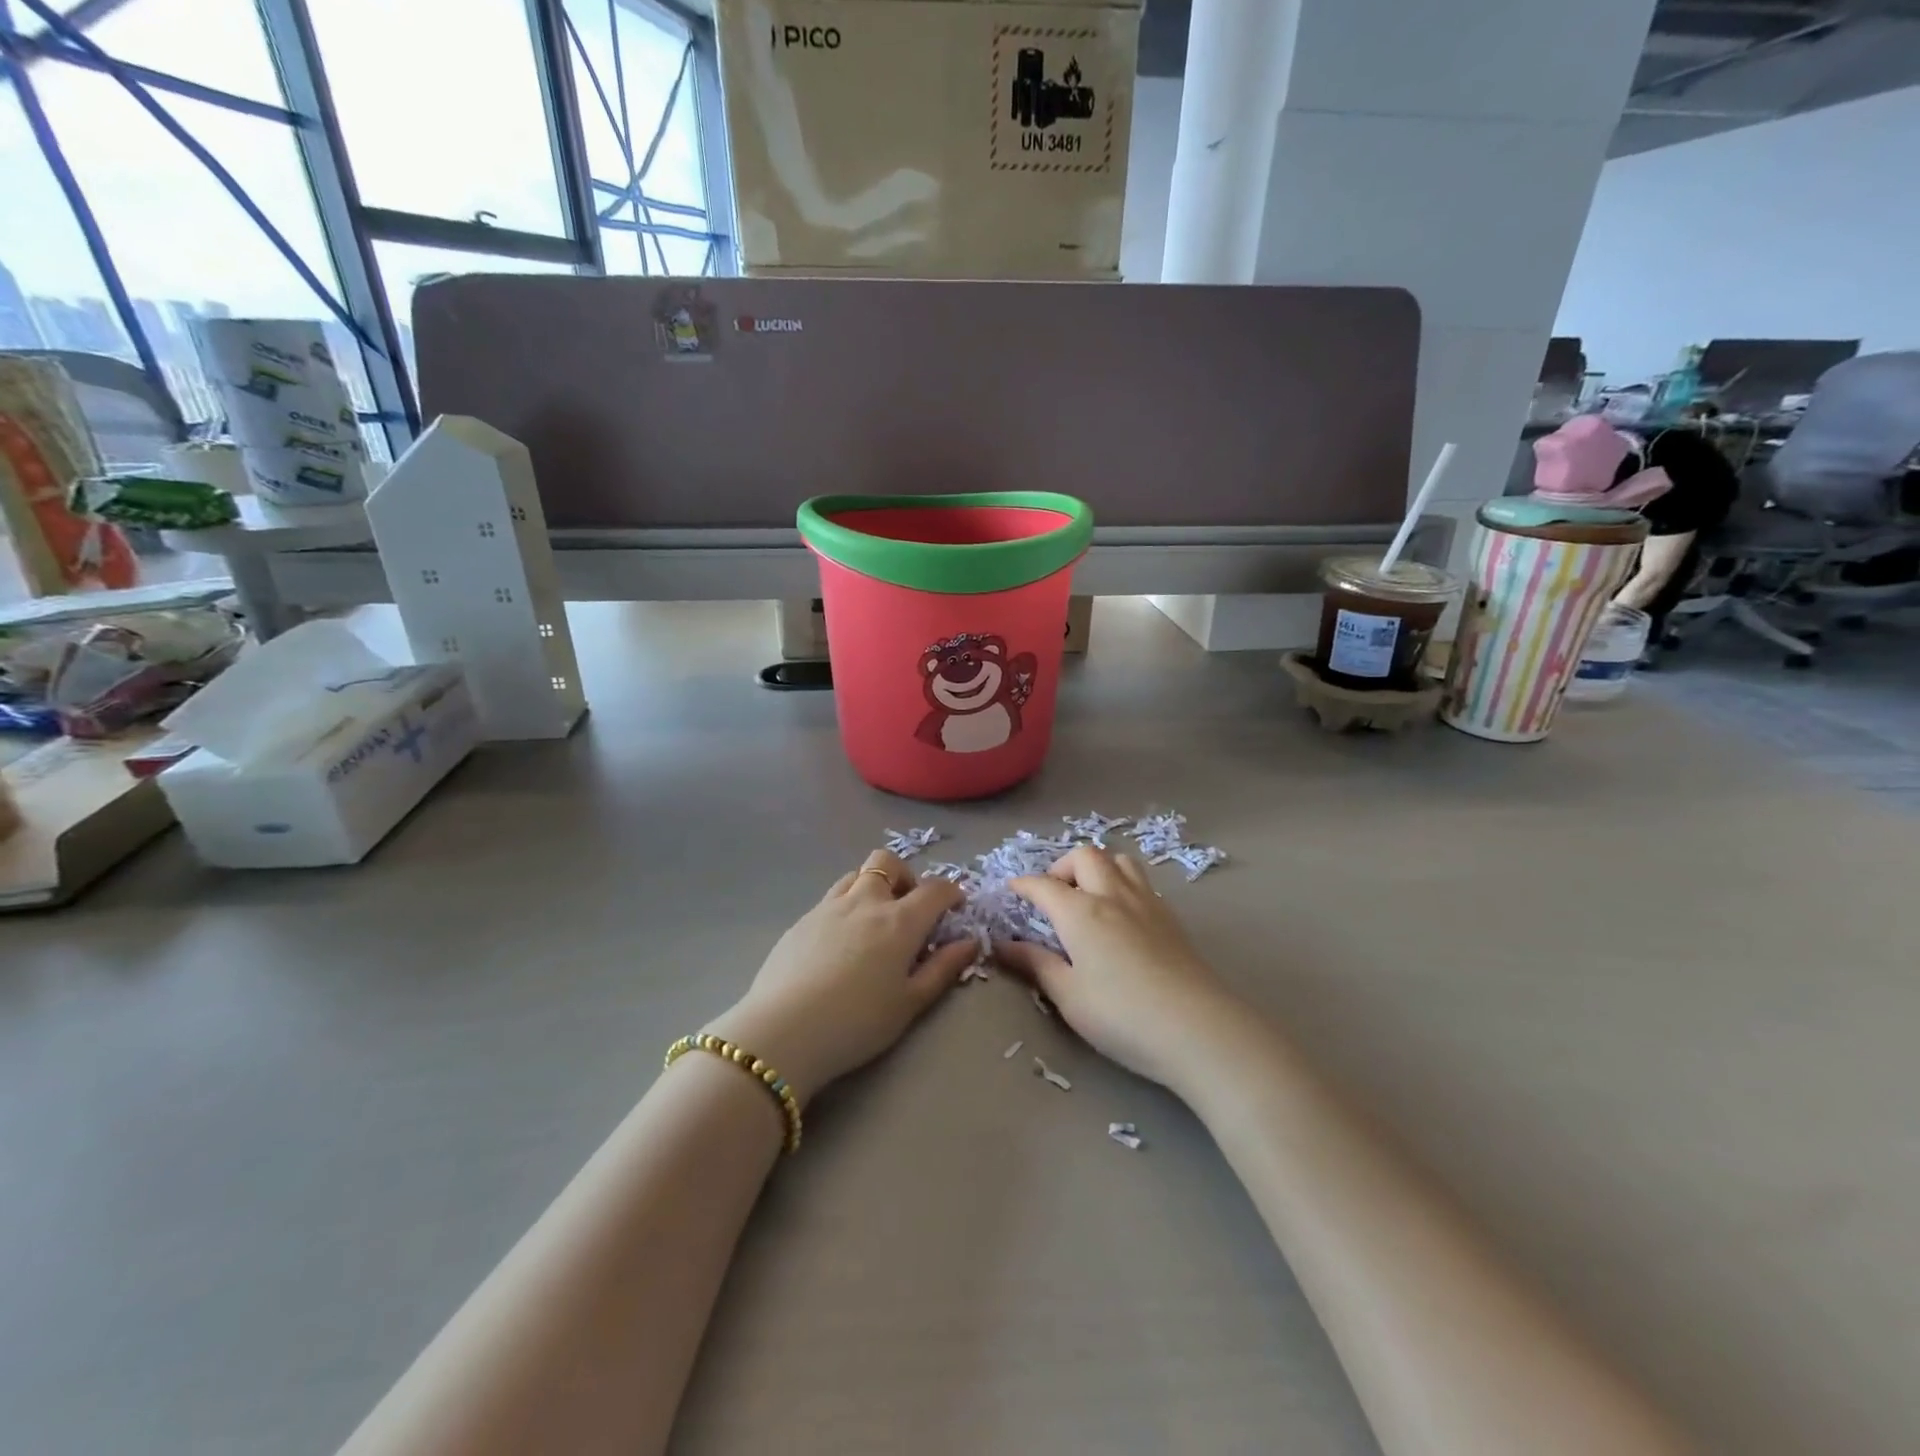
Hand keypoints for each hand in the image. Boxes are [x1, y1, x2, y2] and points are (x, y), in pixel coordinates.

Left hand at [706, 849, 976, 1106]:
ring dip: (872, 886)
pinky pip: (830, 899)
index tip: (955, 907)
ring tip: (874, 921)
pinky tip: (839, 943)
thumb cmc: (857, 1023)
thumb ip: (943, 968)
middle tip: (908, 908)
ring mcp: (828, 907)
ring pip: (855, 874)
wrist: (783, 1032)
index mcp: (899, 921)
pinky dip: (846, 907)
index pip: (935, 889)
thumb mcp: (910, 1003)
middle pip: (888, 862)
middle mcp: (865, 901)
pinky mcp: (801, 920)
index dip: (951, 893)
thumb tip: (969, 942)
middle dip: (905, 876)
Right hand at [995, 845, 1236, 1088]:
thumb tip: (1003, 946)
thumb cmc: (1122, 1016)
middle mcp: (1112, 895)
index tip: (1012, 890)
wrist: (1198, 1029)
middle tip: (1053, 895)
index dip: (1024, 884)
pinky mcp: (1171, 918)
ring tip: (1088, 897)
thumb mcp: (1069, 996)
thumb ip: (1036, 965)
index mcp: (1081, 912)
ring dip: (1098, 868)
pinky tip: (1121, 916)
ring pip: (1119, 860)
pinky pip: (1141, 881)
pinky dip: (1122, 883)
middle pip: (1085, 856)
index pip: (1044, 885)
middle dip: (1062, 867)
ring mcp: (1146, 903)